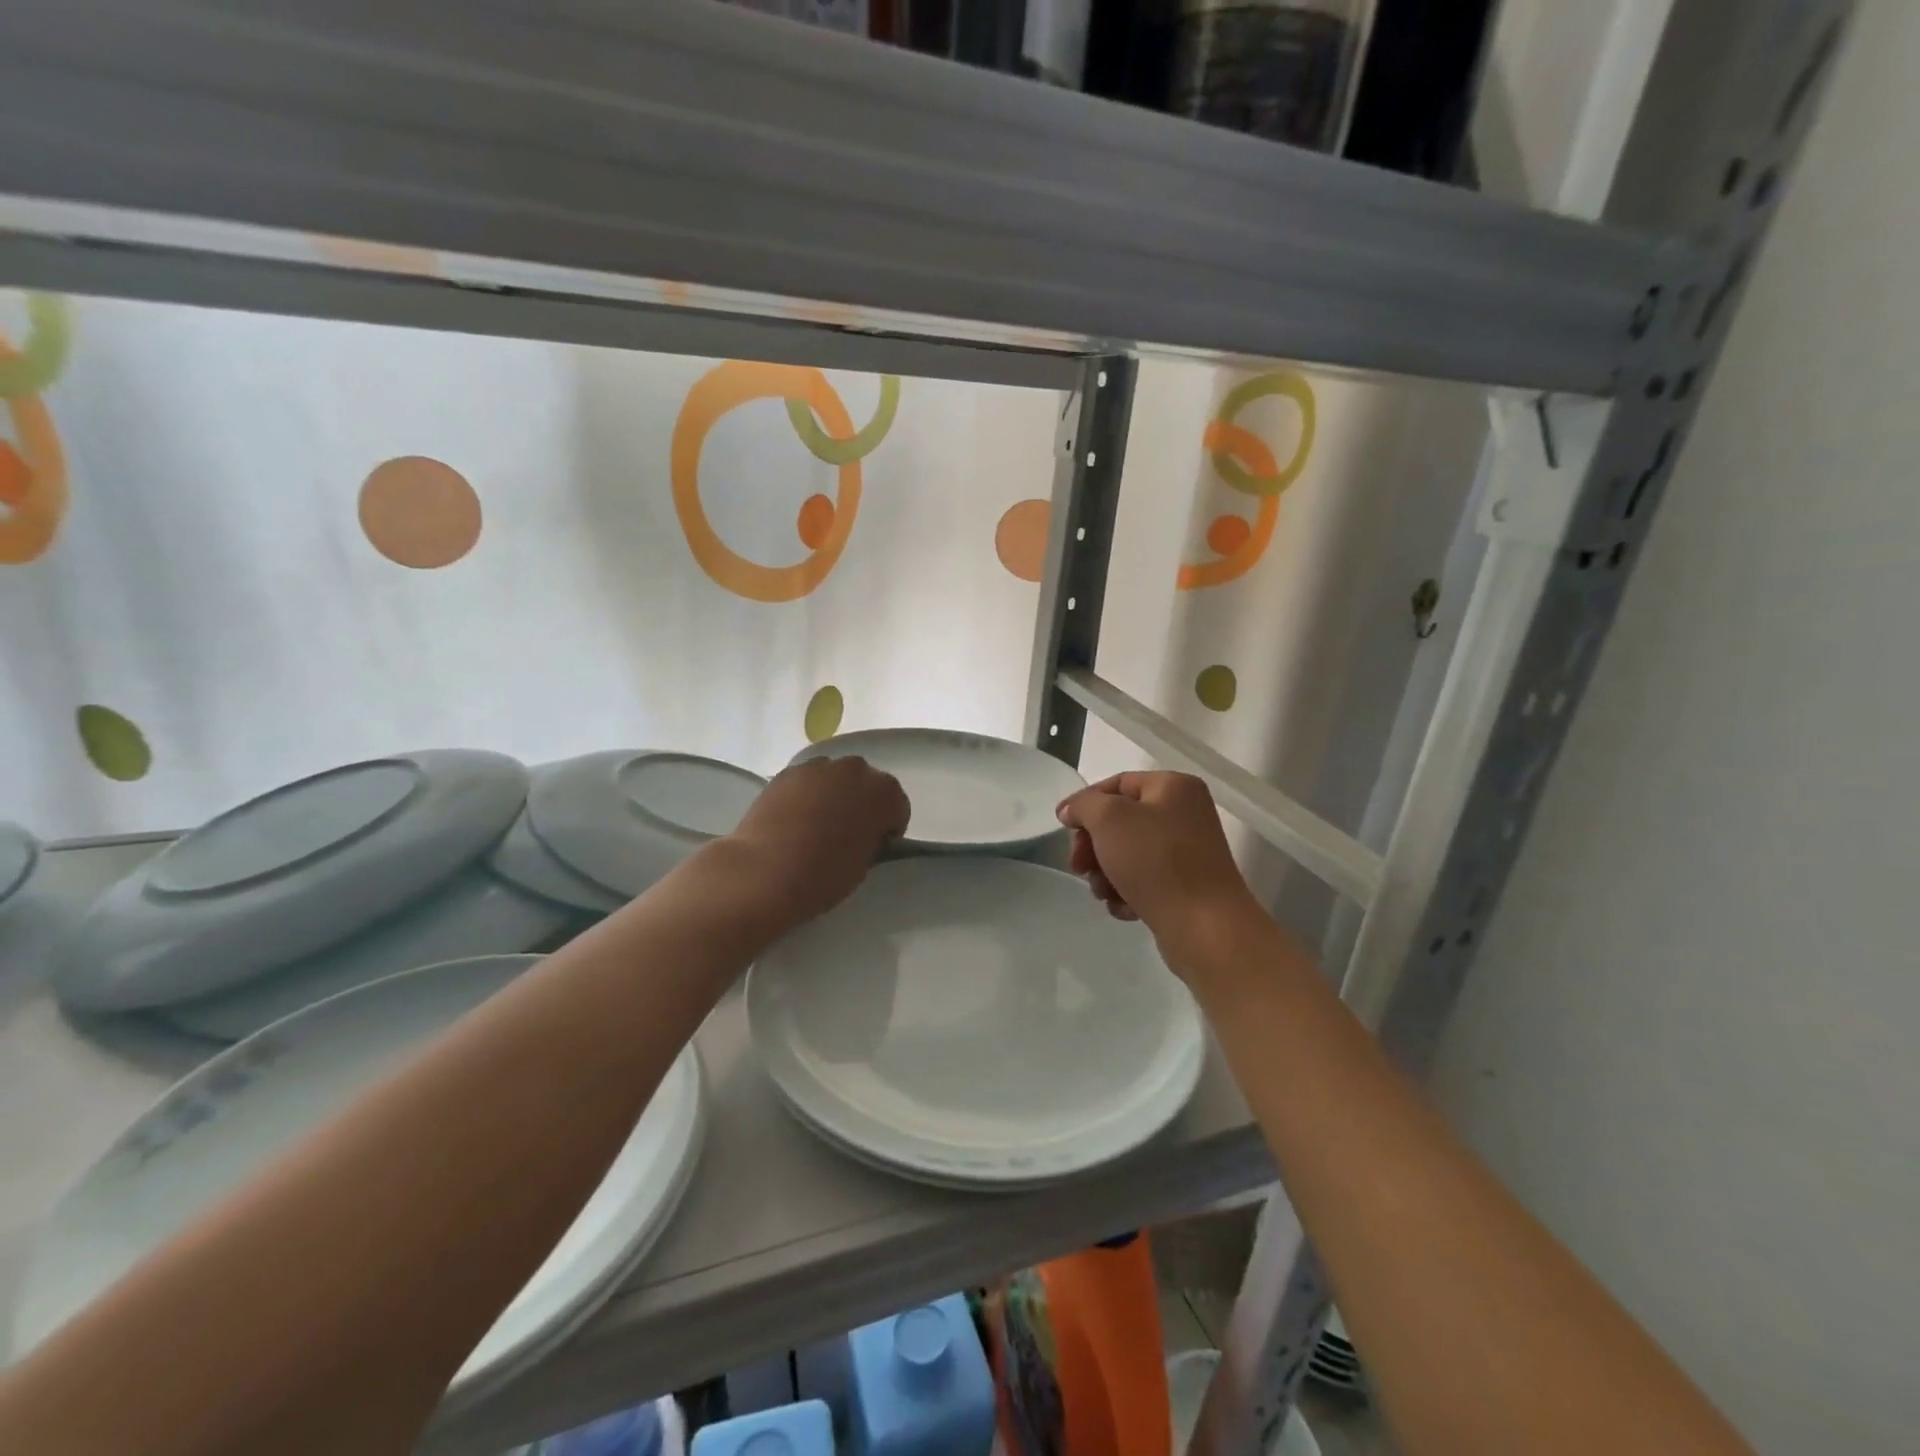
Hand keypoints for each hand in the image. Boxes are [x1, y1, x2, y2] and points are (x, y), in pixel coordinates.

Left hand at [726, 756, 910, 927]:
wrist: (764, 872)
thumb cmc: (823, 875)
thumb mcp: (864, 865)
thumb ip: (871, 839)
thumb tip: (865, 833)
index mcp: (883, 793)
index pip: (897, 806)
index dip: (888, 828)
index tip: (874, 846)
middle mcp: (855, 770)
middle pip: (867, 784)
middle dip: (862, 804)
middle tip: (846, 833)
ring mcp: (819, 767)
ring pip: (836, 778)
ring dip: (835, 795)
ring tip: (817, 825)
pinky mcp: (788, 772)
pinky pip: (809, 781)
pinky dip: (807, 794)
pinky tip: (794, 819)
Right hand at [1056, 772, 1263, 973]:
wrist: (1205, 927)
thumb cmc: (1156, 861)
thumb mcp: (1109, 819)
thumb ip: (1084, 805)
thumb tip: (1072, 810)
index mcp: (1174, 787)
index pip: (1117, 784)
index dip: (1085, 802)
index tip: (1062, 826)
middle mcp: (1185, 814)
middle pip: (1121, 822)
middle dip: (1093, 845)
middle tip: (1078, 867)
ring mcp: (1187, 853)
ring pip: (1128, 854)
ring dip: (1105, 872)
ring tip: (1102, 892)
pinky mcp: (1186, 887)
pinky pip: (1145, 881)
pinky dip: (1127, 892)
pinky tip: (1123, 907)